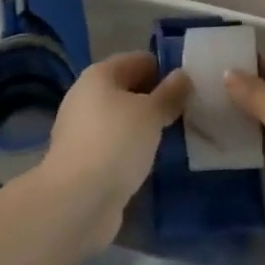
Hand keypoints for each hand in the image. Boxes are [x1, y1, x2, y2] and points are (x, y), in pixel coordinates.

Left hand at [34, 52, 190, 251]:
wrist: (76, 204)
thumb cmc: (115, 144)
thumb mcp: (151, 114)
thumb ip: (170, 94)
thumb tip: (183, 75)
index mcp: (100, 74)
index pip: (140, 60)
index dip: (165, 71)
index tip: (189, 90)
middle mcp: (87, 97)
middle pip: (129, 90)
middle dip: (156, 101)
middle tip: (185, 115)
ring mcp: (82, 131)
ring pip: (122, 121)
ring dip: (144, 129)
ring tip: (173, 140)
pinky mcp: (83, 163)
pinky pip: (115, 147)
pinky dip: (131, 152)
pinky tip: (150, 164)